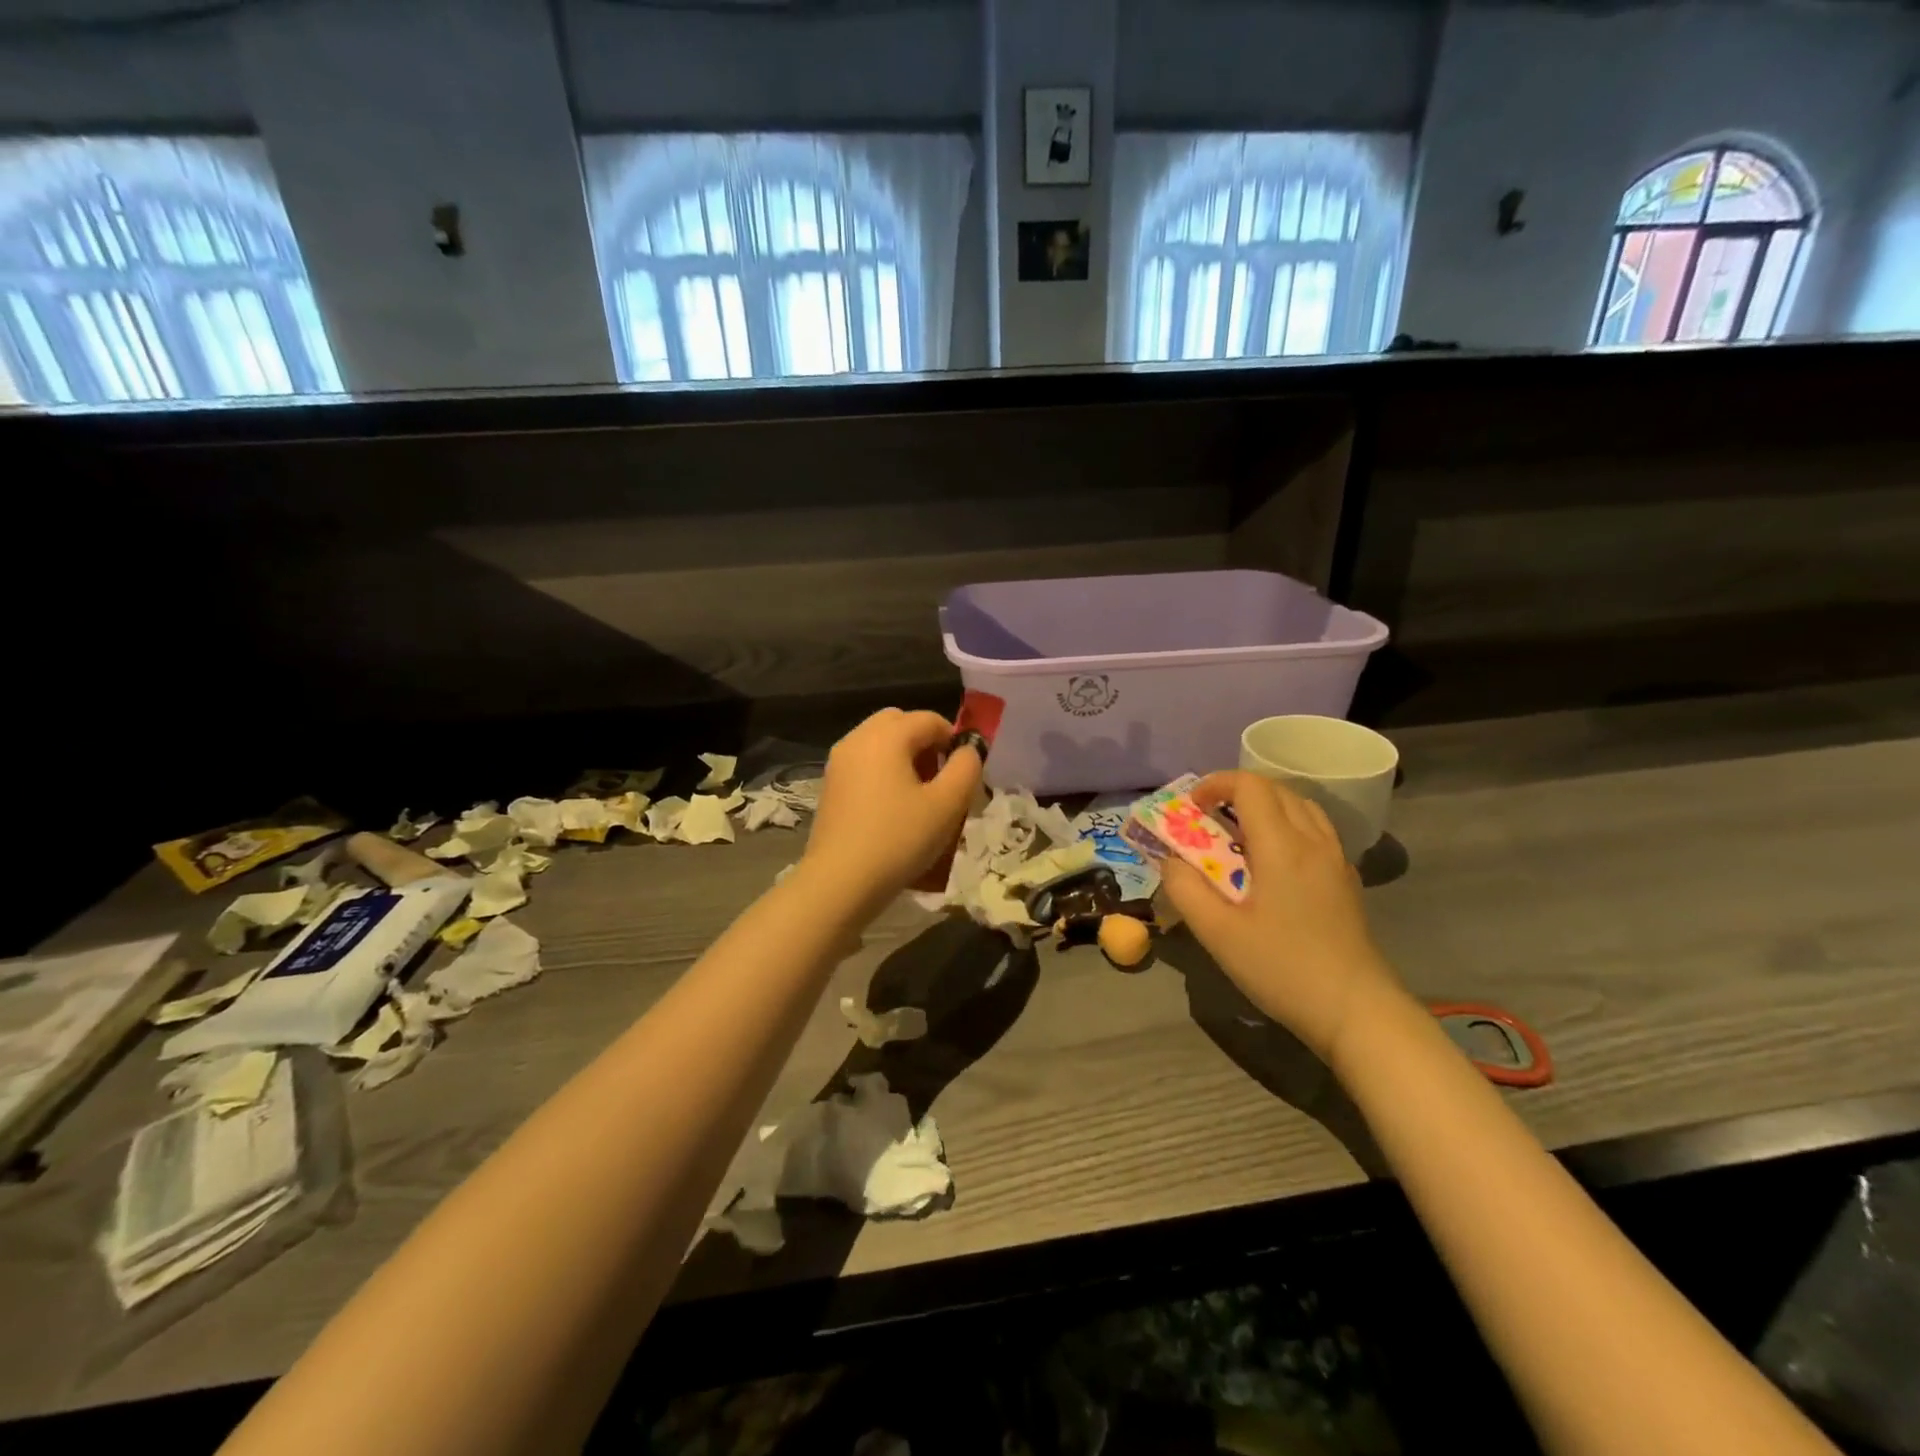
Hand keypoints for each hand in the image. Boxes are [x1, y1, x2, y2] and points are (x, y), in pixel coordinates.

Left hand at [800, 708, 982, 910]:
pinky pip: (864, 763)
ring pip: (879, 742)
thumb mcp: (947, 805)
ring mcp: (838, 762)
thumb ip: (966, 768)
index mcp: (886, 735)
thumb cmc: (899, 839)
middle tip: (940, 778)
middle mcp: (858, 739)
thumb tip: (968, 750)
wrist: (840, 882)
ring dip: (903, 757)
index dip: (954, 740)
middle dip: (925, 742)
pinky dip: (882, 772)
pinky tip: (892, 808)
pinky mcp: (830, 785)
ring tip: (919, 796)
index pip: (930, 719)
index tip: (964, 773)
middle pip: (899, 723)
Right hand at [1160, 771, 1410, 1065]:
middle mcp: (1313, 841)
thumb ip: (1186, 889)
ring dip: (1264, 807)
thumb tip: (1170, 860)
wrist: (1356, 1010)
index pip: (1250, 786)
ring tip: (1237, 835)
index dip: (1216, 784)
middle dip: (1236, 792)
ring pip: (1300, 807)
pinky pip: (1315, 831)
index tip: (1190, 807)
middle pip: (1276, 789)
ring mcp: (1335, 860)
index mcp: (1282, 846)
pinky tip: (1271, 862)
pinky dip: (1286, 825)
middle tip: (1207, 819)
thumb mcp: (1218, 933)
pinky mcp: (1345, 880)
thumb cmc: (1282, 968)